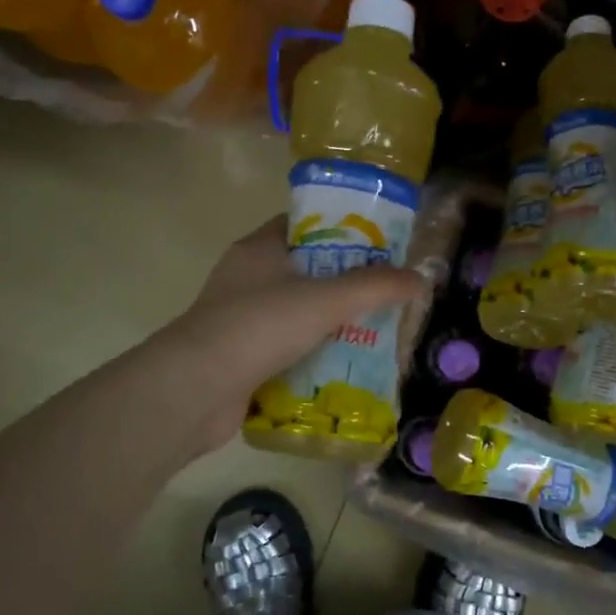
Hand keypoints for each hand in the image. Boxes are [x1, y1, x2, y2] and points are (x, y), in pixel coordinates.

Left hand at [152, 215, 427, 451]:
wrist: (196, 390)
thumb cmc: (259, 326)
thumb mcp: (325, 299)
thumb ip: (375, 287)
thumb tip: (420, 279)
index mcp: (259, 249)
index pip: (304, 224)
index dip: (341, 229)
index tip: (379, 244)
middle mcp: (247, 279)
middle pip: (306, 271)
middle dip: (345, 283)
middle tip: (387, 293)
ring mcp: (241, 320)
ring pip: (297, 314)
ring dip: (331, 324)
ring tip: (377, 333)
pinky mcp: (241, 358)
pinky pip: (287, 349)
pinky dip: (313, 356)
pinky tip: (346, 368)